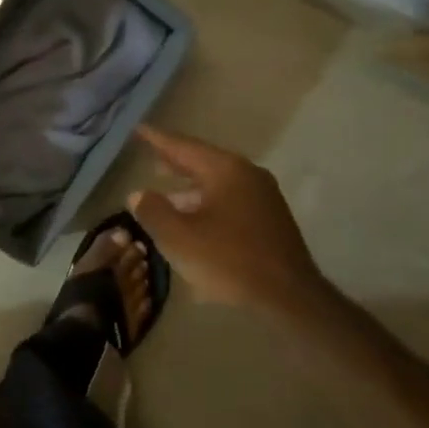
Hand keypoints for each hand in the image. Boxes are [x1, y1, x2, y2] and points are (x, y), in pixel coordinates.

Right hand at [126, 125, 325, 318]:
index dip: (158, 140)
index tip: (139, 130)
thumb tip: (139, 194)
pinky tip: (195, 219)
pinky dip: (207, 201)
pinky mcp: (271, 219)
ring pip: (218, 182)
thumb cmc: (229, 261)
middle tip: (151, 156)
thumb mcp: (179, 238)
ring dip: (190, 187)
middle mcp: (248, 174)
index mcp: (226, 170)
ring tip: (166, 192)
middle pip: (203, 161)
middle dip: (175, 161)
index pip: (184, 147)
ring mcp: (263, 196)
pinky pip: (230, 199)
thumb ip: (153, 211)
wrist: (290, 297)